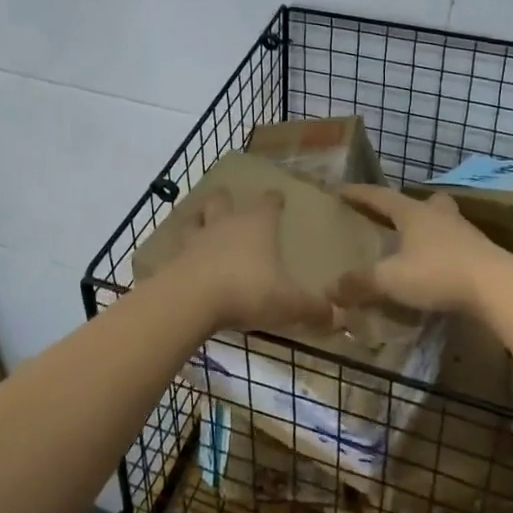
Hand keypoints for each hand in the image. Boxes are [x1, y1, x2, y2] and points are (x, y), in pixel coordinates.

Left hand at [149, 189, 335, 332]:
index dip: (274, 199)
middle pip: (223, 200)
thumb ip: (313, 309)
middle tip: (230, 202)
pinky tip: (184, 256)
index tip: (277, 196)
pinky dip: (182, 248)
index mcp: (257, 225)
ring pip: (197, 217)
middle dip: (227, 199)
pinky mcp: (175, 257)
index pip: (268, 202)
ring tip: (202, 220)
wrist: (191, 299)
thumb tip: (338, 316)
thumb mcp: (288, 303)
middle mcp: (226, 223)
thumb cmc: (247, 290)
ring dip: (200, 217)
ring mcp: (197, 238)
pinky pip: (179, 246)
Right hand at [334, 184, 509, 314]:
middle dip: (407, 207)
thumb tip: (330, 288)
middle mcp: (439, 215)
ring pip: (444, 222)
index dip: (359, 194)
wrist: (497, 286)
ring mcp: (465, 233)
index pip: (379, 196)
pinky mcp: (482, 254)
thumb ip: (361, 283)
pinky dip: (445, 252)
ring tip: (417, 246)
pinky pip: (457, 246)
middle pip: (423, 202)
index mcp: (413, 213)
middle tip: (395, 216)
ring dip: (429, 229)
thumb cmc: (438, 272)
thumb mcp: (392, 279)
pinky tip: (439, 269)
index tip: (340, 190)